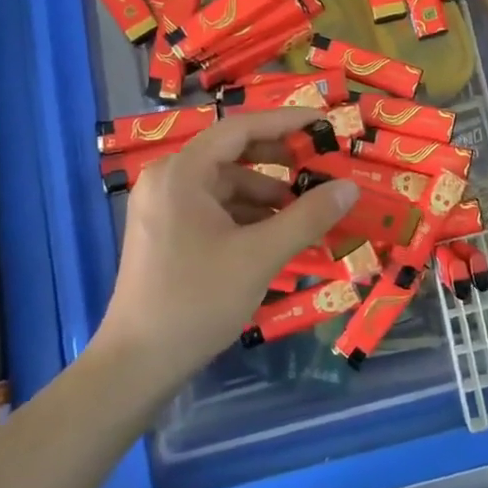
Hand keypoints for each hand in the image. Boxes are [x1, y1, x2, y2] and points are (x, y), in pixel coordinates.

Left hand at [92, 109, 357, 379]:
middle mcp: (168, 181)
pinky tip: (279, 233)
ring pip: (227, 185)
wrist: (137, 365)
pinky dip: (249, 215)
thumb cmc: (197, 299)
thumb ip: (308, 216)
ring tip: (308, 208)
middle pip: (233, 154)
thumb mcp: (260, 255)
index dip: (285, 121)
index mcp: (181, 173)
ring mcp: (164, 208)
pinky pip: (216, 209)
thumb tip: (349, 187)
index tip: (323, 122)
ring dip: (268, 193)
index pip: (240, 128)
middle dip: (279, 160)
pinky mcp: (167, 234)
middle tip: (322, 165)